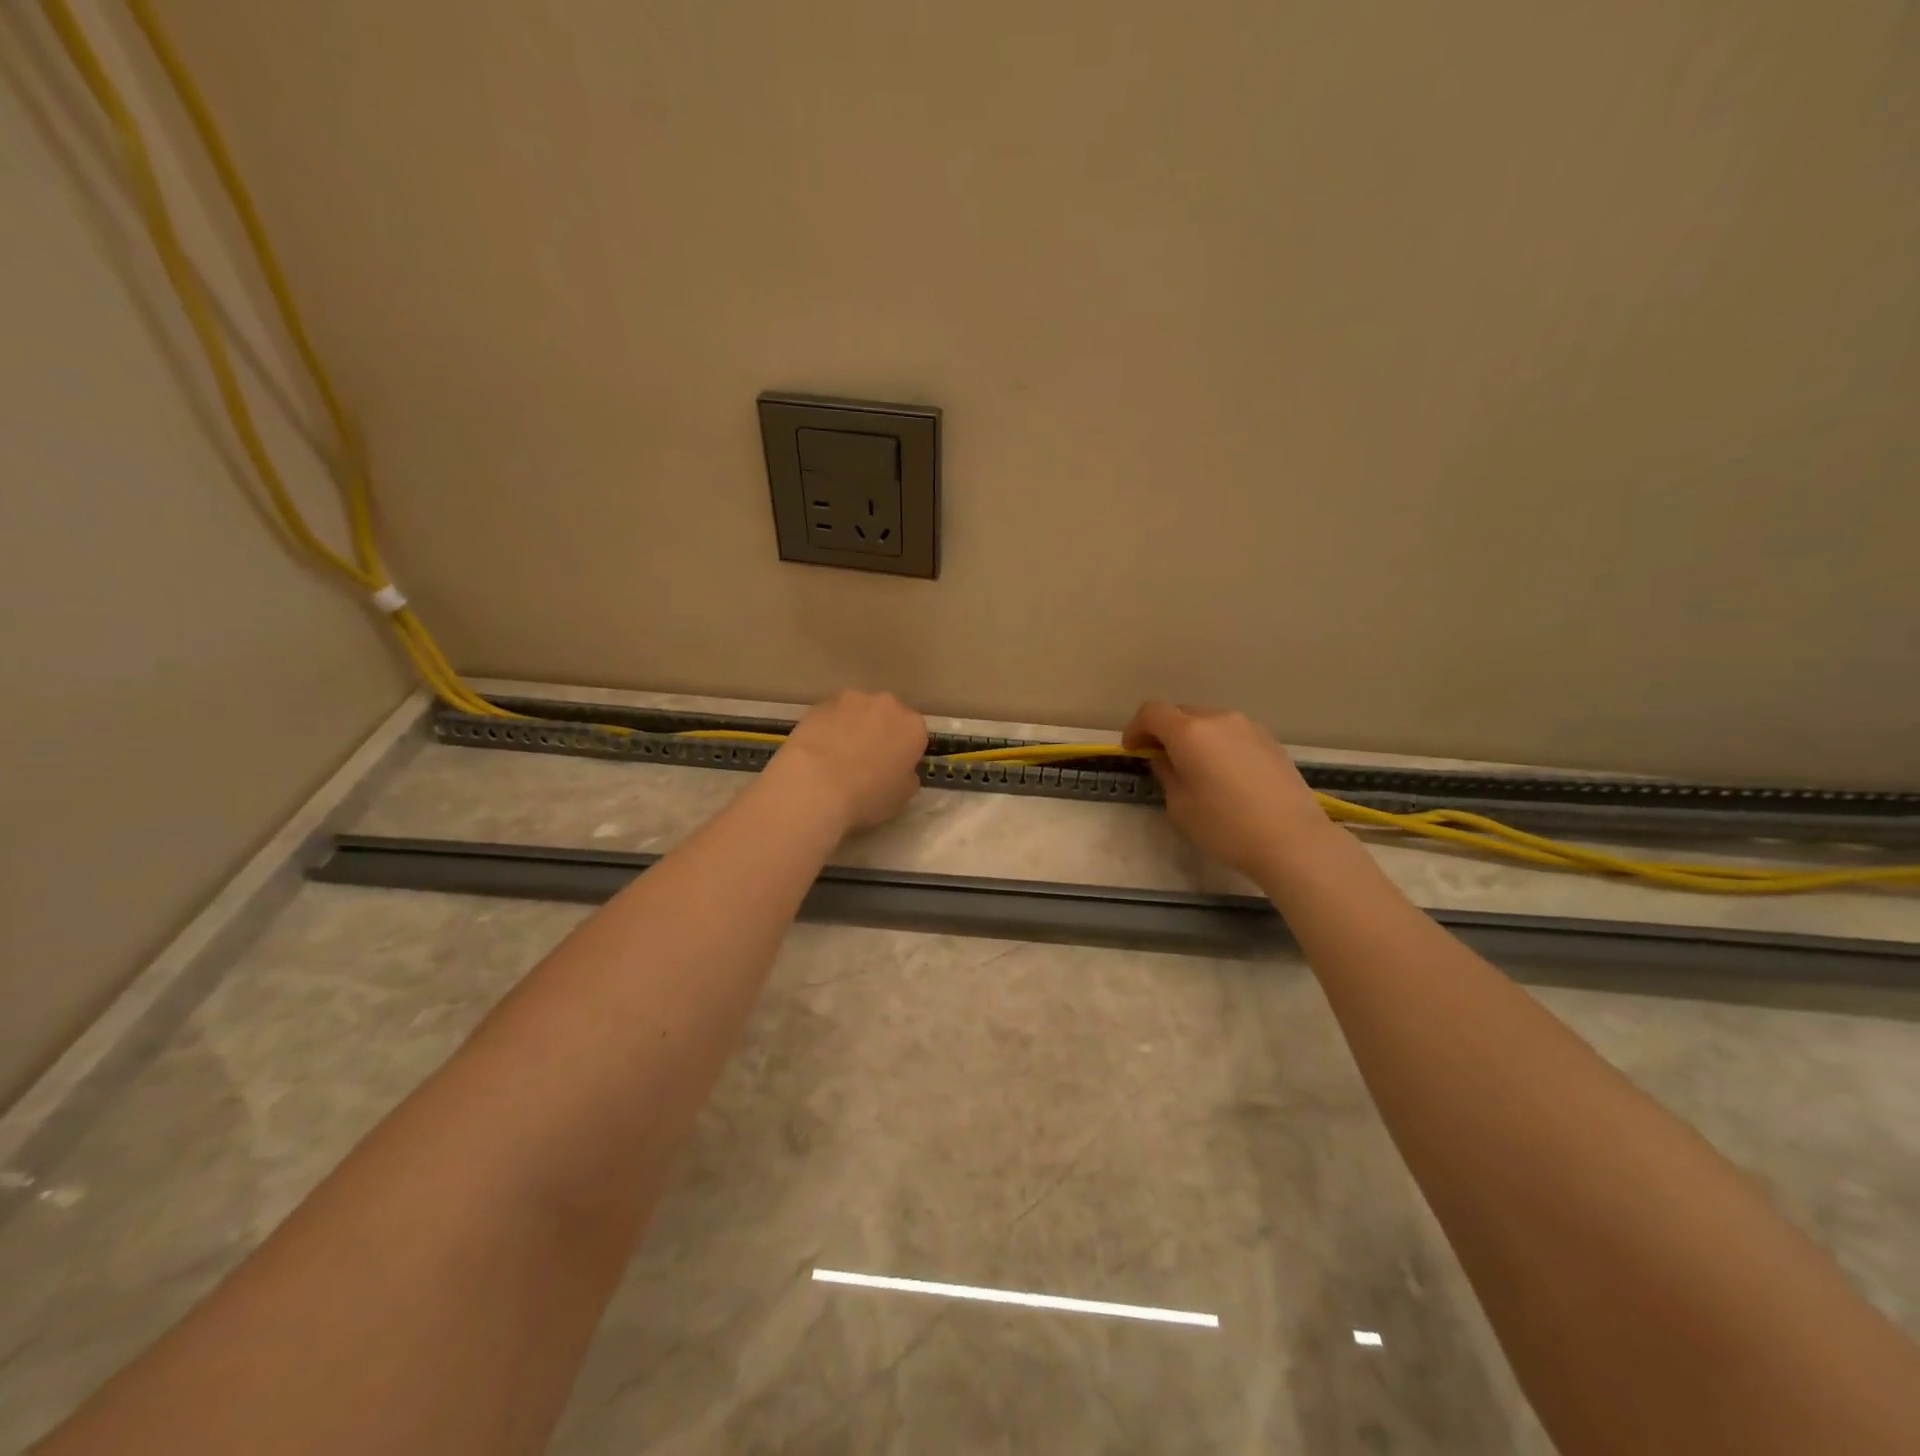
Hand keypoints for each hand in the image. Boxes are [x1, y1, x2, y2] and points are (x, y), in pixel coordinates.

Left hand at [771, 690, 927, 832]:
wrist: (814, 785)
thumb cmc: (867, 796)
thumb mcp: (902, 797)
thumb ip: (907, 777)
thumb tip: (900, 770)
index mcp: (913, 727)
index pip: (916, 735)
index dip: (904, 753)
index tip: (893, 769)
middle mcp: (887, 705)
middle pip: (888, 717)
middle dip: (881, 733)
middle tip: (866, 761)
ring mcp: (851, 699)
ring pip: (858, 712)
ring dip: (854, 727)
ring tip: (837, 755)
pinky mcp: (821, 703)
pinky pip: (832, 715)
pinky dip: (829, 727)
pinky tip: (818, 751)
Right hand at [1123, 701, 1331, 879]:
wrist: (1292, 839)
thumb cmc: (1224, 826)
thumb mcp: (1179, 806)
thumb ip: (1166, 774)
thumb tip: (1166, 759)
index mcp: (1189, 732)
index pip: (1151, 713)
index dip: (1135, 728)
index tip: (1132, 750)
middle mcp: (1218, 719)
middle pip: (1181, 713)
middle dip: (1164, 731)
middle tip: (1161, 759)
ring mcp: (1249, 727)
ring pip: (1209, 721)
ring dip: (1194, 737)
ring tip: (1195, 768)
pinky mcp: (1270, 741)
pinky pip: (1233, 733)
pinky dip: (1219, 744)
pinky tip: (1225, 775)